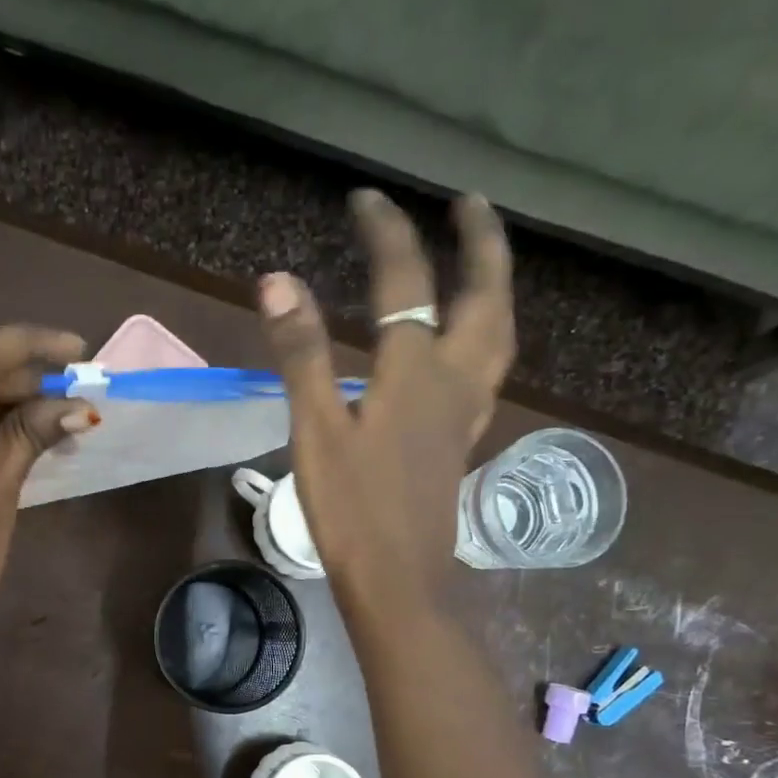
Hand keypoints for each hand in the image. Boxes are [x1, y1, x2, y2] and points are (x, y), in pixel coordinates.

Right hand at [260, 190, 513, 622]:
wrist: (397, 578)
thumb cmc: (352, 509)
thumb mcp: (317, 431)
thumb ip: (302, 355)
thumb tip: (278, 282)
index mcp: (416, 371)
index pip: (407, 281)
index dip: (386, 233)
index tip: (364, 199)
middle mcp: (454, 379)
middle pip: (485, 296)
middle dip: (479, 242)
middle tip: (468, 204)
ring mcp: (465, 412)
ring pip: (498, 333)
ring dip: (496, 286)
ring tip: (482, 263)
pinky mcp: (460, 441)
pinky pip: (488, 371)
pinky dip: (486, 336)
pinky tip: (469, 346)